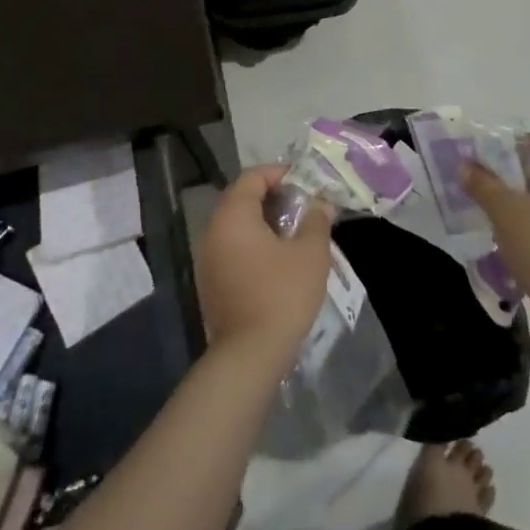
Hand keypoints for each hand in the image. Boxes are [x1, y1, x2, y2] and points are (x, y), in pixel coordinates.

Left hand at [195, 166, 333, 370]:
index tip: (304, 182)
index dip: (279, 173)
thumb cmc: (282, 294)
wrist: (250, 355)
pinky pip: (232, 248)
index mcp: (233, 216)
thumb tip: (321, 204)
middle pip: (241, 199)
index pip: (252, 177)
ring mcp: (208, 259)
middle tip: (303, 205)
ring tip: (294, 232)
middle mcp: (213, 231)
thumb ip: (316, 221)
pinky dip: (253, 244)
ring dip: (263, 222)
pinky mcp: (211, 282)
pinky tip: (278, 259)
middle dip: (273, 197)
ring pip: (236, 226)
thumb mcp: (310, 254)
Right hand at [461, 132, 529, 323]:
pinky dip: (526, 215)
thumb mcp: (507, 211)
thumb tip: (463, 166)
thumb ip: (482, 183)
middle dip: (506, 172)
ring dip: (514, 195)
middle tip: (476, 179)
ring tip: (484, 202)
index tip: (477, 158)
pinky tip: (502, 226)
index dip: (505, 146)